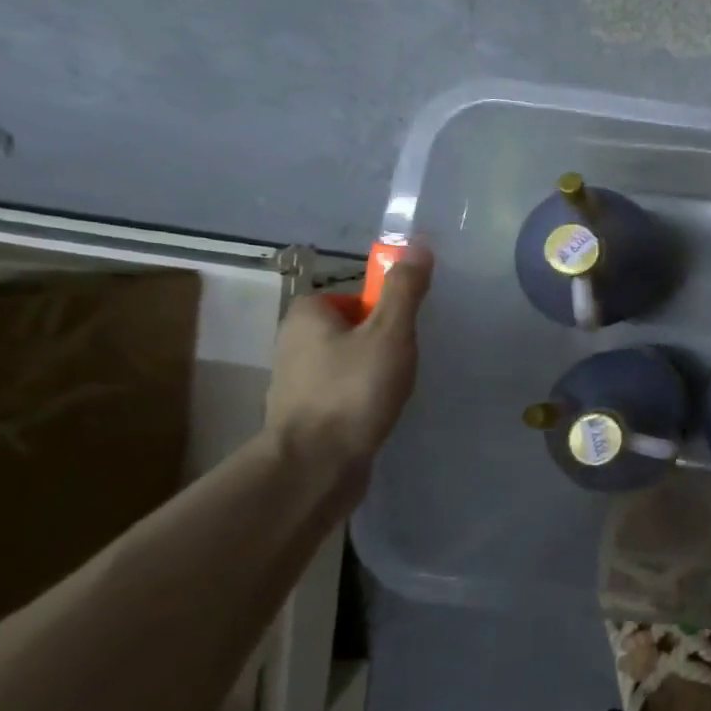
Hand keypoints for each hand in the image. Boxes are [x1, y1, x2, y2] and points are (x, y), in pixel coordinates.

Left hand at [264, 243, 434, 478]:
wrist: (315, 465)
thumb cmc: (353, 389)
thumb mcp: (390, 332)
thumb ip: (405, 290)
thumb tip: (417, 245)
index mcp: (306, 316)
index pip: (351, 296)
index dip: (382, 308)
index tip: (405, 328)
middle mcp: (293, 344)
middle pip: (351, 328)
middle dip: (381, 340)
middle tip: (408, 357)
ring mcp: (297, 383)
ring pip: (347, 362)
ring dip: (373, 371)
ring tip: (397, 388)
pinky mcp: (306, 415)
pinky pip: (343, 392)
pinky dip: (363, 397)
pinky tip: (381, 411)